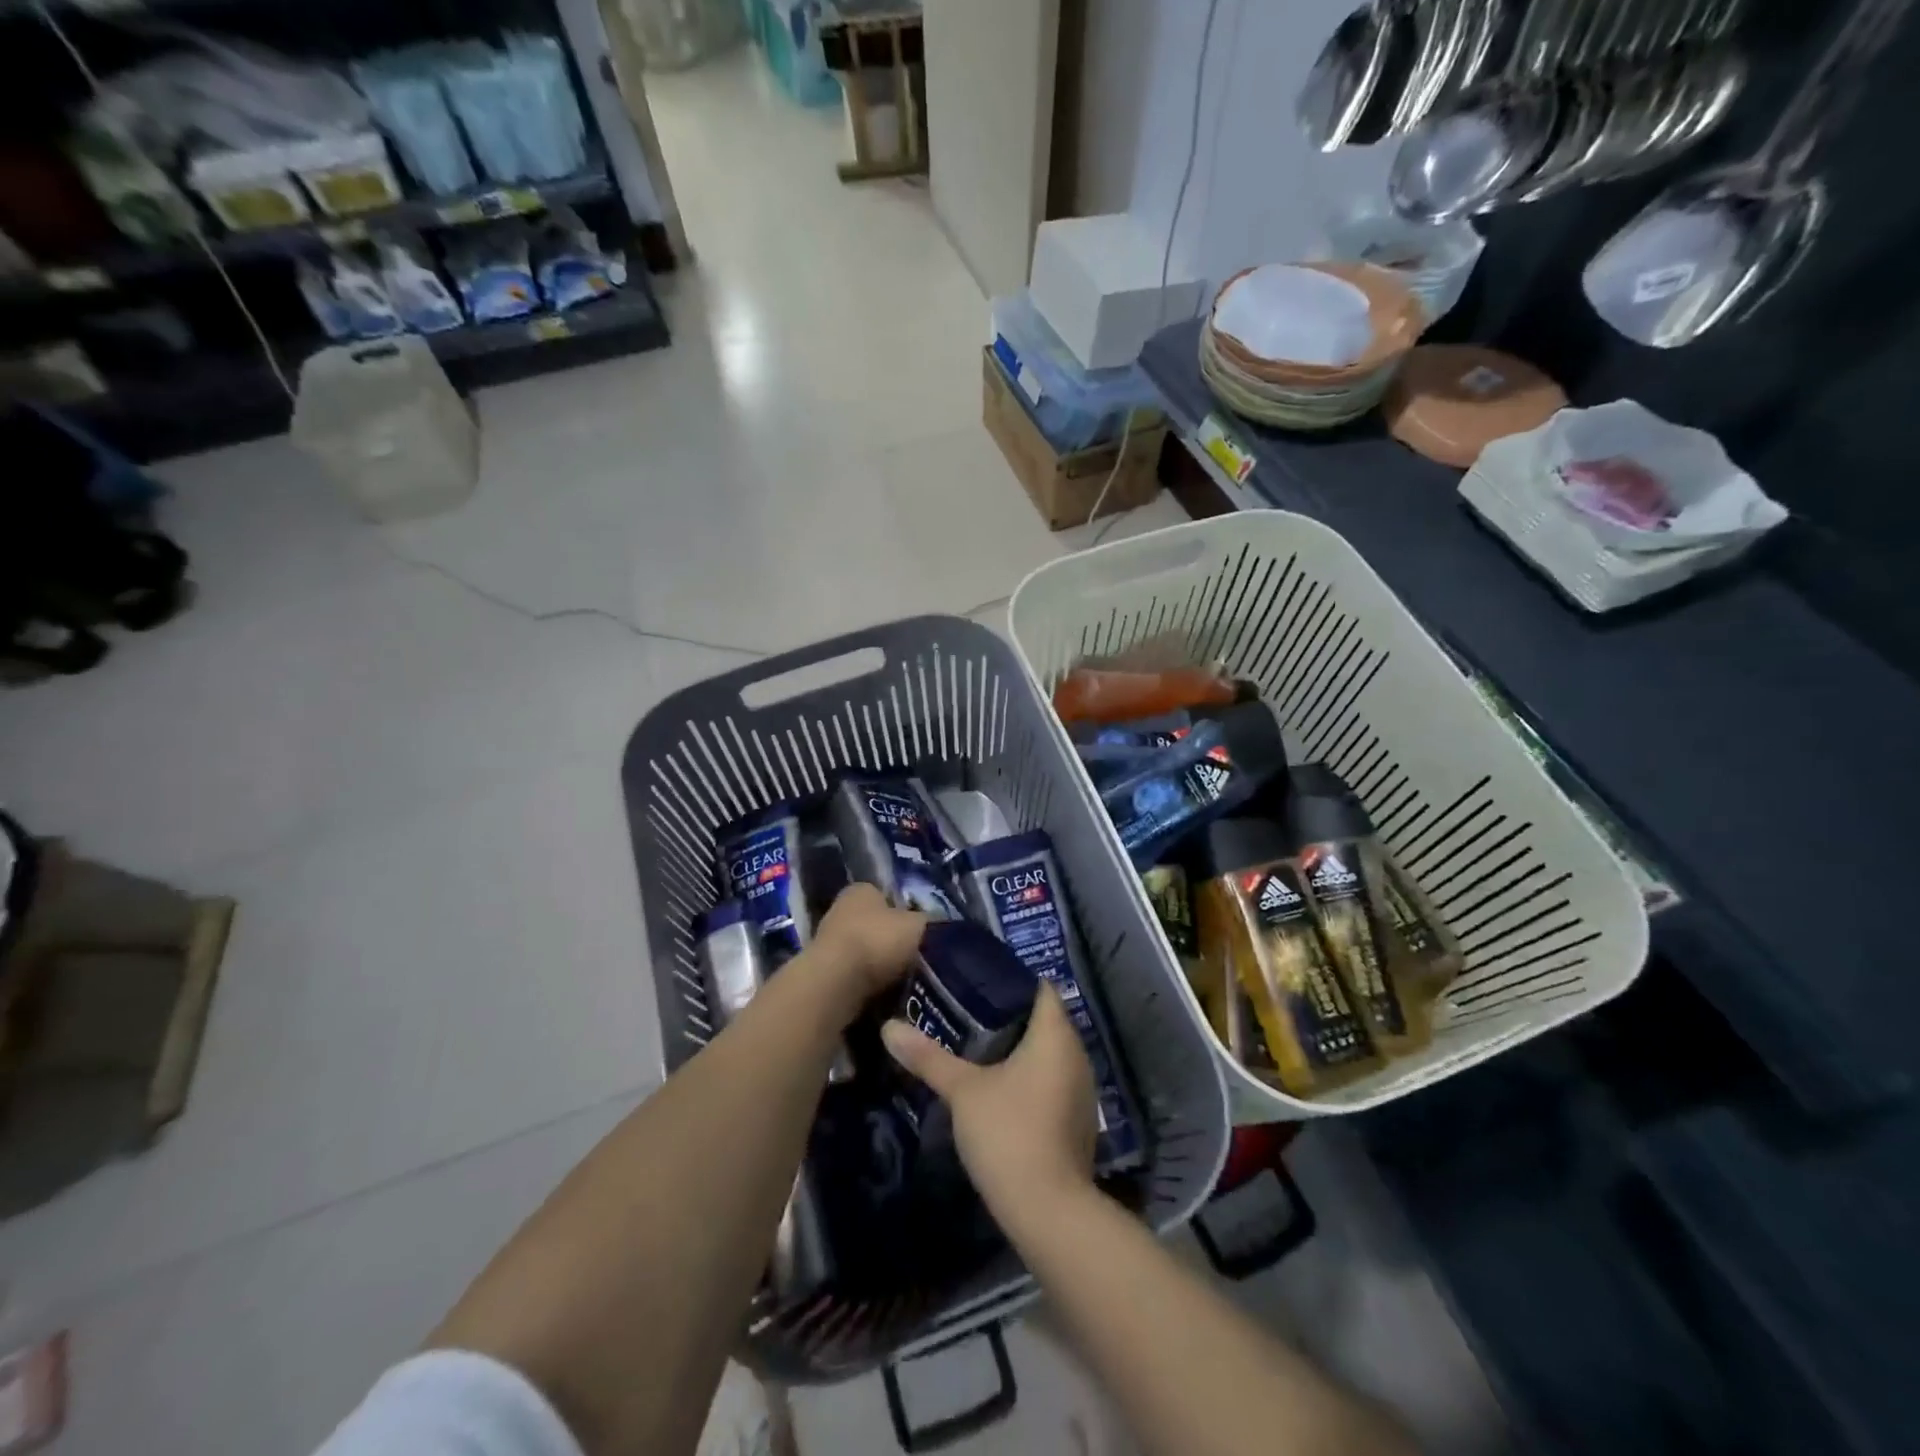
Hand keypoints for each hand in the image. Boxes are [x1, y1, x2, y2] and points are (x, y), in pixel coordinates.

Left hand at [809, 883, 925, 1008]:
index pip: (885, 895)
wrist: (837, 983)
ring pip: (864, 951)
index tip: (919, 930)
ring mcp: (828, 942)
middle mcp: (840, 909)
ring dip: (879, 965)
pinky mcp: (823, 972)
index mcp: (861, 890)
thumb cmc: (878, 941)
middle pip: (873, 924)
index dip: (903, 911)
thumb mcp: (917, 925)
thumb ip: (925, 921)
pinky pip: (854, 976)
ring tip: (903, 980)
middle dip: (891, 940)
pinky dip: (867, 984)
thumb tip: (930, 924)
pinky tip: (884, 995)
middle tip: (915, 957)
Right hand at [881, 983, 1096, 1227]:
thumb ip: (928, 1057)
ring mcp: (1082, 1090)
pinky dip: (1030, 1077)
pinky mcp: (1077, 1121)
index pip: (1040, 988)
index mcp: (1055, 1035)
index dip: (1011, 981)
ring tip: (977, 1046)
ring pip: (1049, 1054)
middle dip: (1009, 1016)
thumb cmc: (1008, 1132)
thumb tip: (889, 1027)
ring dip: (1020, 1050)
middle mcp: (1077, 1054)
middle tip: (966, 1012)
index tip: (977, 981)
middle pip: (1044, 1020)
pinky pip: (1053, 1082)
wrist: (1048, 1211)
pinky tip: (1000, 1088)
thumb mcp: (962, 1090)